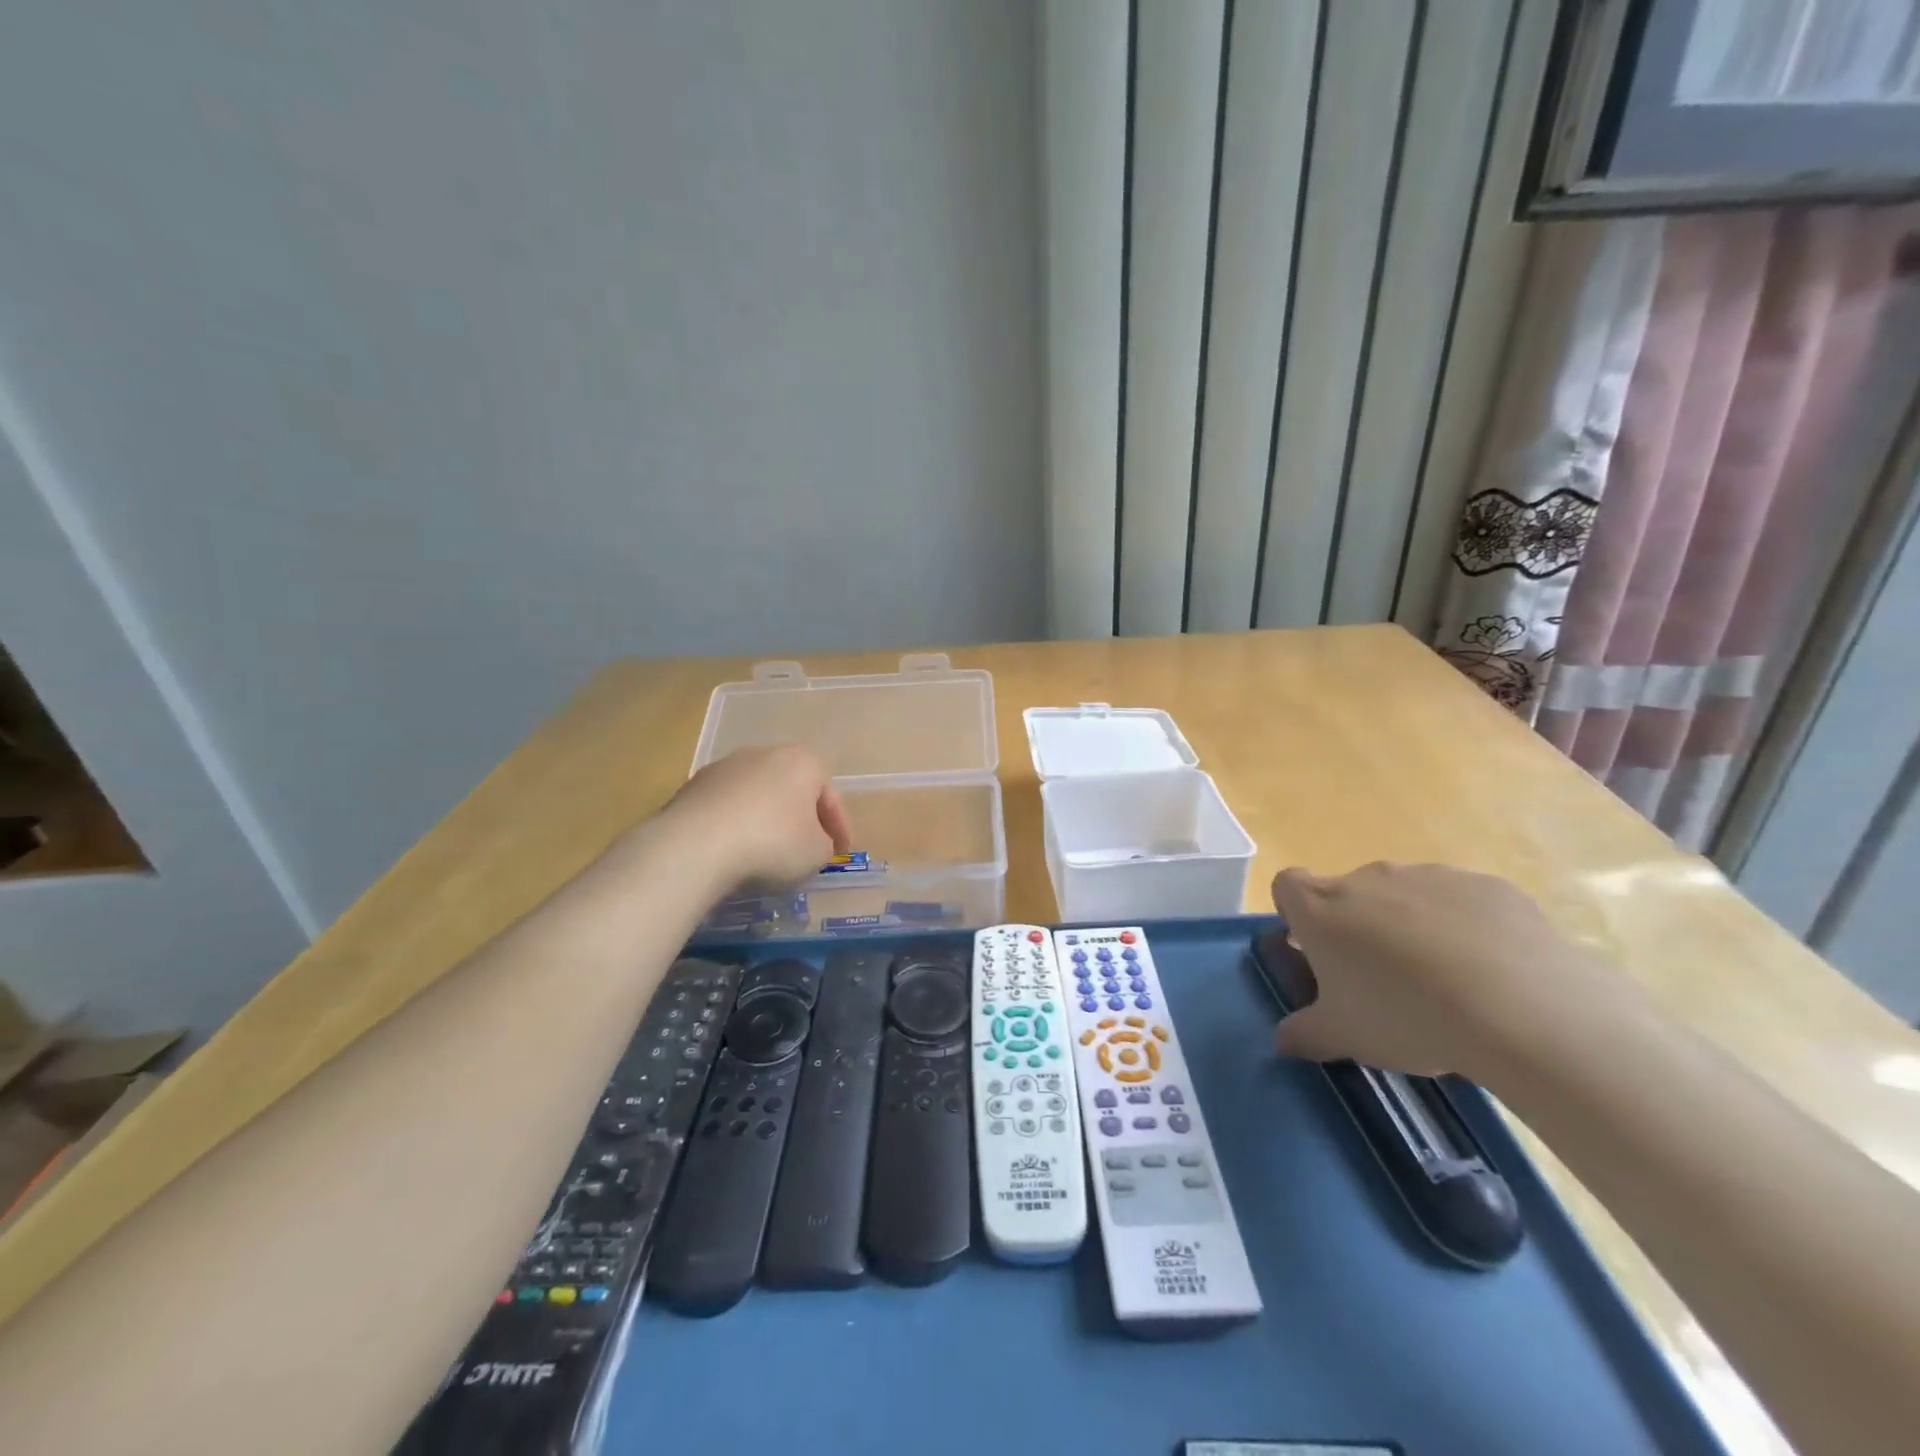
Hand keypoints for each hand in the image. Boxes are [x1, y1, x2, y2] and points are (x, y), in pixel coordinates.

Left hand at [660, 745, 851, 888]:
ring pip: (757, 797)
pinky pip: (727, 809)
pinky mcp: (692, 787)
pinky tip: (734, 851)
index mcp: (804, 761)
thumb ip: (824, 845)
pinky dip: (735, 826)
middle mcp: (765, 753)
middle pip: (793, 790)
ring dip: (765, 820)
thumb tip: (813, 843)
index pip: (830, 797)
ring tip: (766, 854)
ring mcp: (724, 767)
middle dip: (801, 818)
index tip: (840, 853)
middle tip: (806, 849)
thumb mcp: (816, 853)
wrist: (695, 845)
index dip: (840, 828)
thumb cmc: (772, 843)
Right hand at [1268, 862, 1618, 1080]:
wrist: (1521, 1008)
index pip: (1287, 886)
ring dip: (1411, 924)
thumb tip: (1282, 1039)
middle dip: (1358, 925)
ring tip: (1444, 980)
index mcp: (1321, 909)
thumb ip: (1305, 1034)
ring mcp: (1428, 876)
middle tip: (1382, 978)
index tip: (1315, 947)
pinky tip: (1491, 970)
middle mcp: (1367, 879)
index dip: (1296, 913)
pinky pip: (1462, 901)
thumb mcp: (1345, 1038)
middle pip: (1348, 892)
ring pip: (1406, 895)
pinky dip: (1466, 926)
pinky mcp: (1485, 885)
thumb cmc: (1406, 1017)